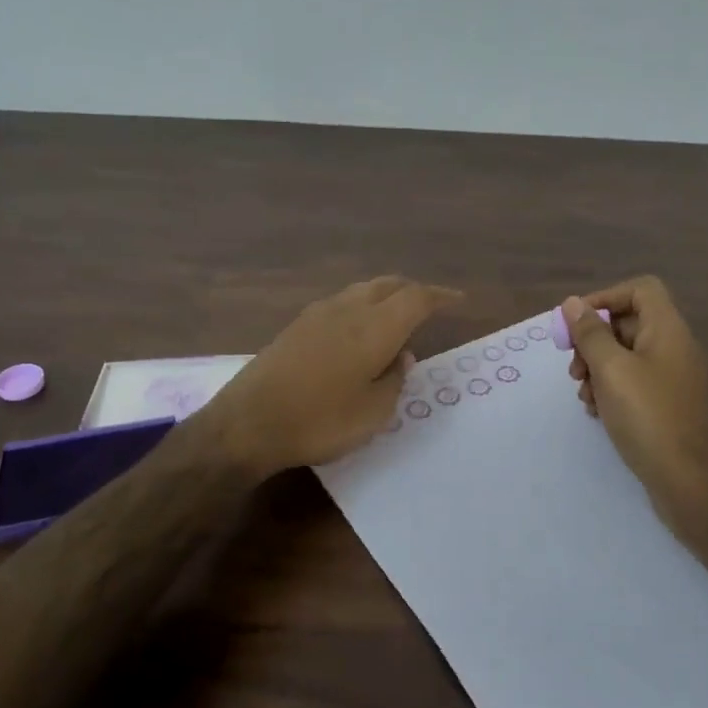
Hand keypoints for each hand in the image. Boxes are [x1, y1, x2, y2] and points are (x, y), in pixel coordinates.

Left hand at [206, 276, 462, 476]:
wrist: (248, 422)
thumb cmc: (320, 421)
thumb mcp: (374, 413)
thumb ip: (395, 380)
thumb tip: (402, 356)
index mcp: (375, 327)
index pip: (417, 298)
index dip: (440, 296)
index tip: (458, 299)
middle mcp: (349, 309)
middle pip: (389, 284)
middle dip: (414, 291)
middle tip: (430, 306)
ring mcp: (318, 313)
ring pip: (363, 290)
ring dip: (386, 295)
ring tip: (396, 316)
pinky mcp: (297, 325)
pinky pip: (342, 302)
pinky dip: (362, 306)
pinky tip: (359, 329)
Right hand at [563, 278, 707, 529]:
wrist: (689, 482)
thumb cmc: (647, 417)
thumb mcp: (611, 370)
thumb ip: (590, 334)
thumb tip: (573, 304)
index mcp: (667, 330)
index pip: (640, 290)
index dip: (605, 298)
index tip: (576, 324)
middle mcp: (674, 348)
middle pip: (629, 323)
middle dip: (594, 341)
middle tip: (574, 369)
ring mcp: (673, 378)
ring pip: (626, 355)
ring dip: (597, 369)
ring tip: (583, 395)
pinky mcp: (667, 405)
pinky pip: (634, 382)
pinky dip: (611, 389)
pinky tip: (596, 412)